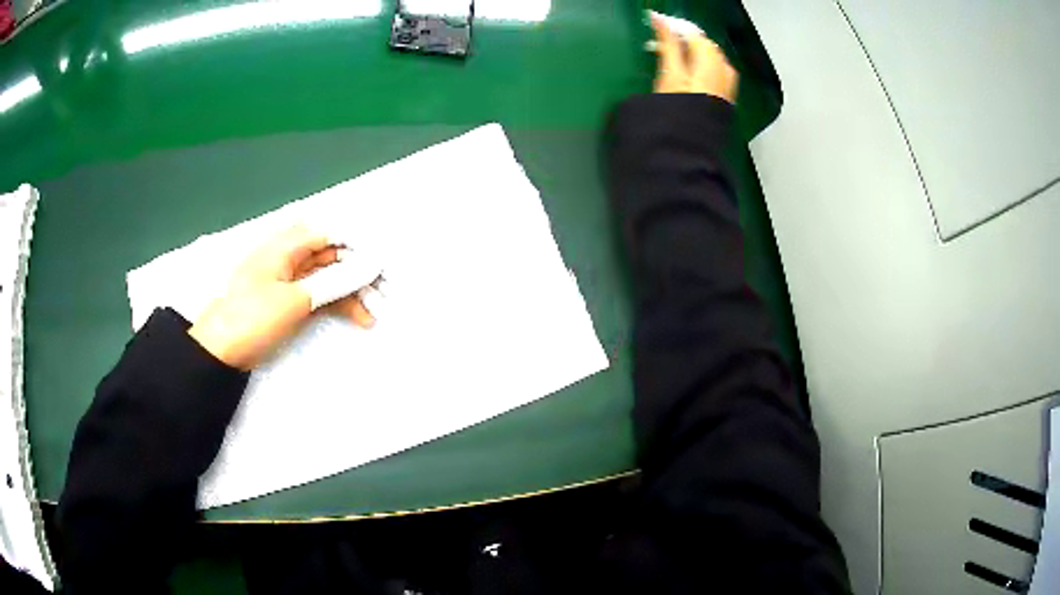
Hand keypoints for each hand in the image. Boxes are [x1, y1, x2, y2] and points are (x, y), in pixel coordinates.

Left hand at [189, 225, 374, 369]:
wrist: (220, 351)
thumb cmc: (252, 317)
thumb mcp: (295, 300)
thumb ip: (334, 281)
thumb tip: (371, 264)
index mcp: (288, 244)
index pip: (333, 233)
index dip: (362, 244)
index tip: (386, 263)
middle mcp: (292, 256)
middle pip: (335, 255)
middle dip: (362, 272)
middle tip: (388, 293)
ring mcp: (292, 279)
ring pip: (331, 277)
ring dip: (354, 292)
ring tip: (376, 314)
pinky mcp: (292, 300)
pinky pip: (322, 295)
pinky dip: (339, 305)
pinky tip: (359, 318)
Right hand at [650, 12, 738, 102]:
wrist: (689, 145)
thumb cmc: (678, 107)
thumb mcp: (670, 72)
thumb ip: (667, 43)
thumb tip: (658, 17)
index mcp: (712, 60)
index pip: (694, 34)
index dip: (675, 27)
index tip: (655, 25)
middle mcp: (725, 69)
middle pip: (704, 45)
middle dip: (684, 40)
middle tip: (660, 42)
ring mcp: (727, 84)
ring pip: (710, 58)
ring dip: (691, 53)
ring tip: (672, 57)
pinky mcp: (724, 96)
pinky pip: (714, 71)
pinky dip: (699, 66)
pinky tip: (687, 73)